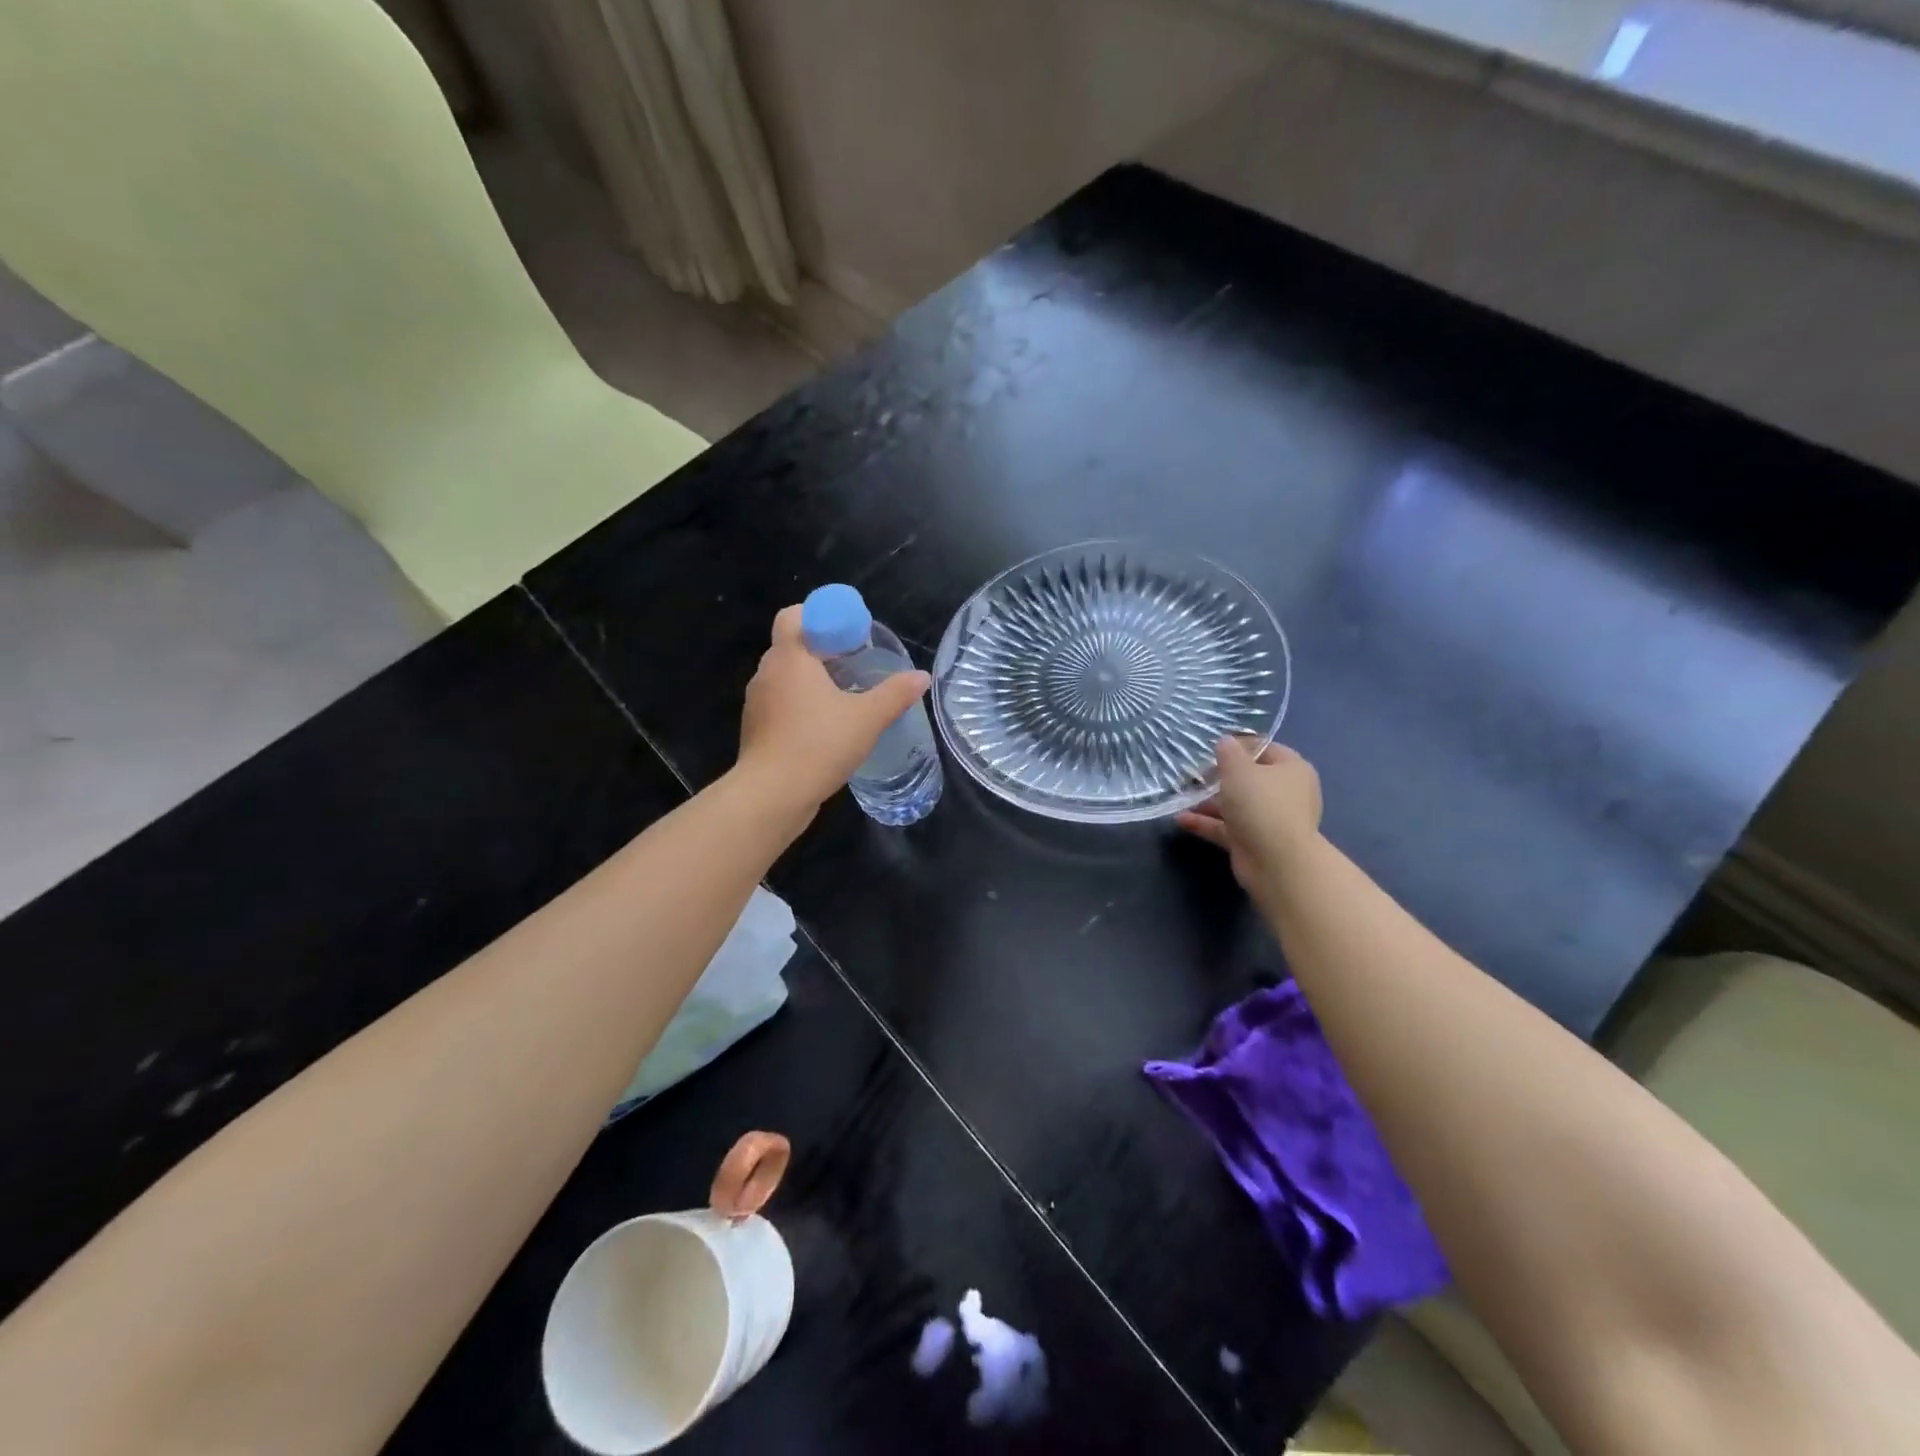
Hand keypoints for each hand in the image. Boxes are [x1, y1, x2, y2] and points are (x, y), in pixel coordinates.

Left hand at [737, 605, 930, 814]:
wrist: (772, 795)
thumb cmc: (819, 744)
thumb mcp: (867, 718)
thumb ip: (895, 694)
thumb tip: (922, 676)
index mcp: (790, 658)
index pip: (794, 615)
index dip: (821, 616)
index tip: (849, 634)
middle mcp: (767, 673)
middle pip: (793, 646)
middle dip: (823, 650)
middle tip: (856, 664)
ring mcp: (757, 703)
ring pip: (786, 678)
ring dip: (812, 681)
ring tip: (844, 698)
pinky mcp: (756, 730)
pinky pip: (780, 705)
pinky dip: (801, 707)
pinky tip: (825, 728)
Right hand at [1176, 737, 1322, 890]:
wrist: (1277, 862)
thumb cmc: (1261, 804)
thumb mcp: (1239, 770)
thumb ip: (1229, 752)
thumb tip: (1225, 742)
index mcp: (1291, 769)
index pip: (1265, 749)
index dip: (1239, 745)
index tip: (1211, 748)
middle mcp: (1285, 793)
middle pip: (1249, 779)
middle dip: (1219, 776)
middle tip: (1193, 774)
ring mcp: (1270, 820)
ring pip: (1236, 805)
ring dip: (1208, 802)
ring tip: (1181, 796)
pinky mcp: (1254, 842)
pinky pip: (1227, 828)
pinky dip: (1206, 823)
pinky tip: (1181, 819)